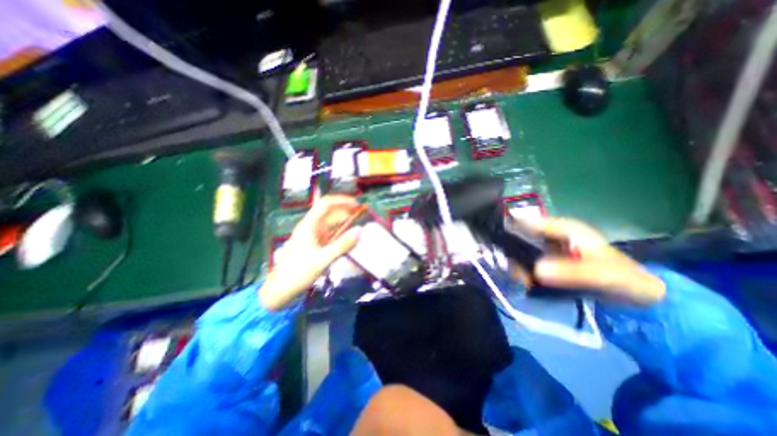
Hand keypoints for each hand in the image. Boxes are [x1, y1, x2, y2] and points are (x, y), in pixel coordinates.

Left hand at [257, 195, 360, 311]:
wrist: (280, 290)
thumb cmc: (298, 273)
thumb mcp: (322, 259)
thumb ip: (342, 245)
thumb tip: (360, 230)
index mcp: (309, 225)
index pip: (326, 204)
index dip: (342, 201)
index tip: (357, 204)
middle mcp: (311, 227)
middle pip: (330, 212)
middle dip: (346, 211)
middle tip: (363, 215)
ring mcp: (313, 236)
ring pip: (331, 224)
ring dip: (344, 222)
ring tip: (359, 224)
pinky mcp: (315, 245)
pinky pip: (331, 234)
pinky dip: (341, 233)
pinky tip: (349, 237)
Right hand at [515, 216, 663, 304]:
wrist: (639, 297)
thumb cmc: (624, 277)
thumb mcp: (603, 274)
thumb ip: (573, 272)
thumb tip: (536, 270)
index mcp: (565, 229)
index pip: (530, 221)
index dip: (510, 226)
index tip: (494, 238)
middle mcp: (552, 235)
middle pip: (521, 235)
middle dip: (509, 248)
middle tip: (506, 266)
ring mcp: (549, 249)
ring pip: (521, 250)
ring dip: (515, 262)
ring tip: (516, 278)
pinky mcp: (548, 263)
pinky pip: (528, 263)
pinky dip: (522, 270)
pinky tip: (521, 280)